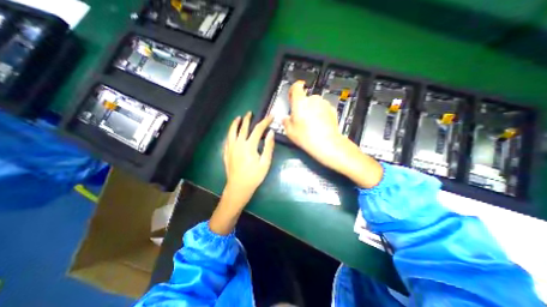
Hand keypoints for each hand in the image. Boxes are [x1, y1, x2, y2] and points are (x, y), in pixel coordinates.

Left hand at [211, 113, 275, 235]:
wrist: (238, 187)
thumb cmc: (254, 176)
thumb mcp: (265, 162)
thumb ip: (268, 146)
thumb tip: (271, 133)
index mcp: (249, 146)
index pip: (258, 129)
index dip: (265, 121)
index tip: (270, 116)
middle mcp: (238, 144)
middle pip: (243, 127)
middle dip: (247, 119)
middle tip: (250, 113)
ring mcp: (230, 148)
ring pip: (232, 131)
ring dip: (235, 123)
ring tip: (238, 118)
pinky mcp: (226, 153)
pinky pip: (227, 139)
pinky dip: (230, 133)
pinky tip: (231, 133)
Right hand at [284, 81, 381, 188]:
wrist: (327, 143)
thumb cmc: (306, 137)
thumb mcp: (290, 131)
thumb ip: (286, 122)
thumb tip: (286, 119)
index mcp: (300, 102)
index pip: (296, 87)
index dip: (293, 90)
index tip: (292, 96)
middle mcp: (313, 99)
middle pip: (305, 98)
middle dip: (302, 106)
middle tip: (301, 119)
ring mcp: (324, 104)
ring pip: (315, 104)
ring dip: (312, 110)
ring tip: (311, 124)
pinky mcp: (332, 110)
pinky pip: (323, 109)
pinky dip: (320, 114)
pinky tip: (319, 125)